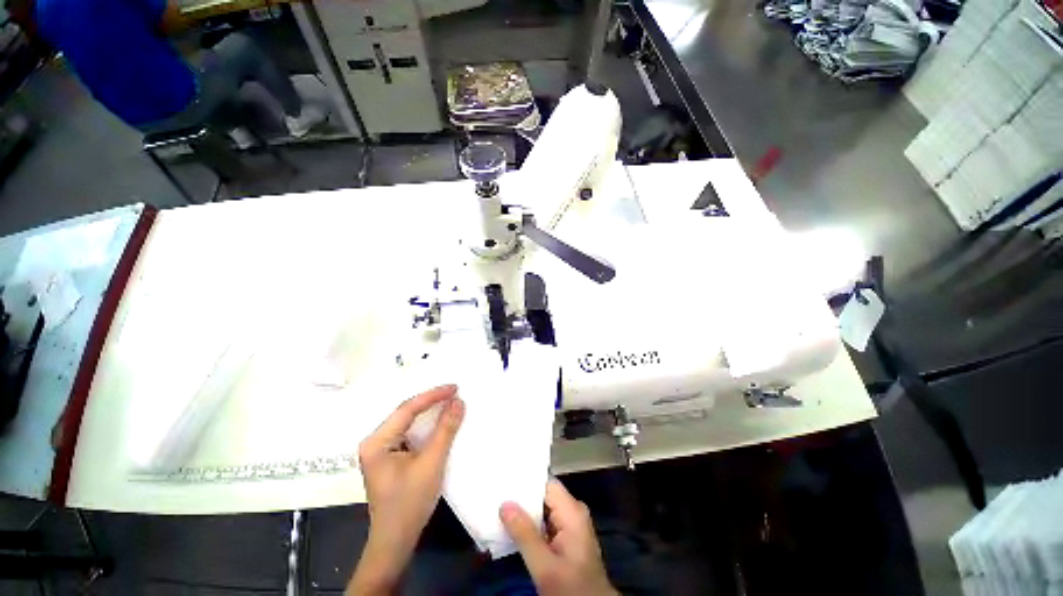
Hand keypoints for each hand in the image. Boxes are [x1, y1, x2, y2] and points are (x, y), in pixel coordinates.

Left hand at [348, 385, 464, 594]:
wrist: (395, 542)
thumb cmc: (409, 503)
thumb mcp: (431, 463)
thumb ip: (445, 430)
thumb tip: (458, 402)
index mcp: (377, 441)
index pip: (407, 409)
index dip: (433, 396)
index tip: (455, 387)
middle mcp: (375, 441)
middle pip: (406, 413)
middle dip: (431, 401)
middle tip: (454, 392)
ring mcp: (381, 450)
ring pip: (408, 422)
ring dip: (429, 412)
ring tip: (450, 401)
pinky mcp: (390, 457)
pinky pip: (410, 433)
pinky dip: (426, 425)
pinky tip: (439, 421)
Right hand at [500, 479, 617, 595]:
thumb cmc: (571, 588)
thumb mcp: (544, 565)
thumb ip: (524, 534)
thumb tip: (505, 504)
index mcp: (572, 511)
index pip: (546, 483)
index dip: (526, 480)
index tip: (504, 478)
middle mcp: (573, 511)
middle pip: (544, 494)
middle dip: (521, 496)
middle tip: (496, 494)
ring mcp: (570, 524)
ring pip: (543, 508)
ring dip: (524, 511)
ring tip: (498, 506)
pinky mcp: (566, 537)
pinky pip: (545, 521)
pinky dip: (530, 523)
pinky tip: (511, 526)